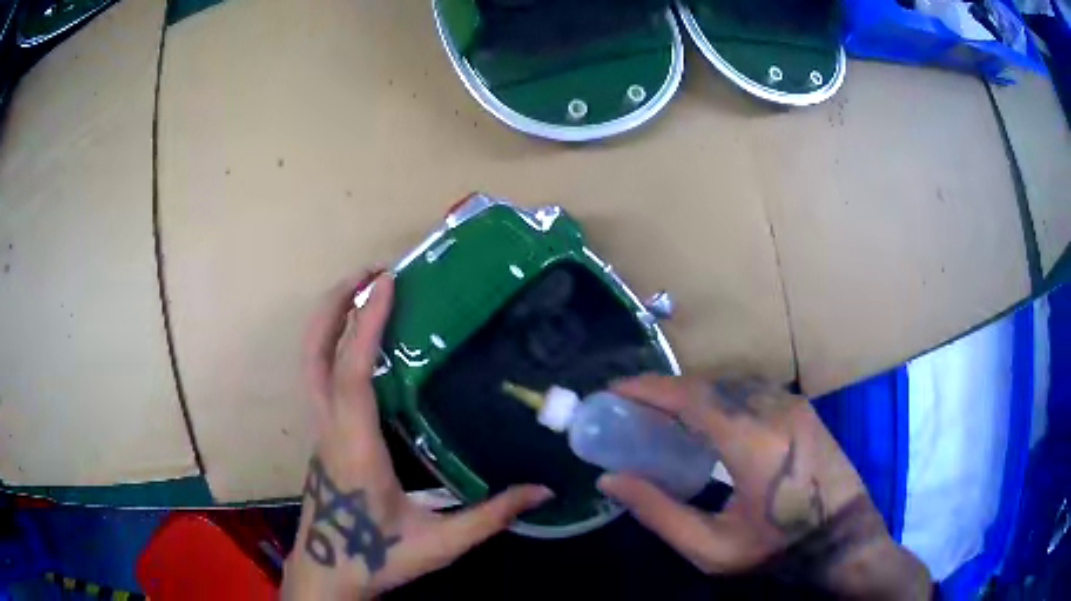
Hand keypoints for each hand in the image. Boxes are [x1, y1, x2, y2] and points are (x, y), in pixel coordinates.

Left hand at [282, 270, 552, 599]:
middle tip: (367, 273)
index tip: (386, 282)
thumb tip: (544, 490)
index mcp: (355, 448)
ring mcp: (320, 430)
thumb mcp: (440, 544)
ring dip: (330, 320)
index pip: (351, 374)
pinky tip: (363, 344)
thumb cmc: (376, 558)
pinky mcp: (322, 436)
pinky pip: (319, 378)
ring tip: (363, 292)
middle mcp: (329, 429)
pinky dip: (334, 345)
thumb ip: (491, 516)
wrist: (327, 574)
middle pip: (313, 354)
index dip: (366, 324)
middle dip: (334, 305)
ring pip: (309, 363)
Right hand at [597, 375, 931, 599]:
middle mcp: (775, 410)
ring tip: (663, 413)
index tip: (615, 389)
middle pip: (709, 384)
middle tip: (632, 405)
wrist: (842, 537)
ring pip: (731, 383)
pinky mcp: (802, 408)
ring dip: (693, 392)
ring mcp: (793, 404)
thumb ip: (658, 511)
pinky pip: (751, 390)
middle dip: (666, 390)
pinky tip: (707, 418)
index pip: (692, 398)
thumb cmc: (776, 547)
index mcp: (753, 443)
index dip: (649, 388)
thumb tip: (610, 481)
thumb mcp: (710, 547)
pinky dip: (719, 396)